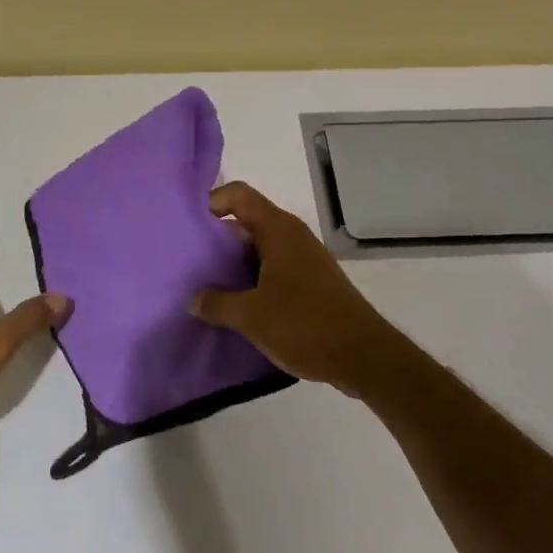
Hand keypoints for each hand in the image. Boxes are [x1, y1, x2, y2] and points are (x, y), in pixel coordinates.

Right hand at [190, 182, 408, 398]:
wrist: (364, 357)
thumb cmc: (304, 324)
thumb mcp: (251, 316)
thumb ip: (217, 303)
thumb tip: (194, 299)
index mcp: (278, 230)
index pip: (238, 195)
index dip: (211, 202)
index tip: (189, 228)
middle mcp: (291, 236)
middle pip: (246, 222)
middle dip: (216, 239)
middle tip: (188, 260)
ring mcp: (303, 259)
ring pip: (258, 249)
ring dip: (233, 264)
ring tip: (205, 285)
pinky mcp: (310, 283)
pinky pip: (272, 269)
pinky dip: (251, 280)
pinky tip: (235, 305)